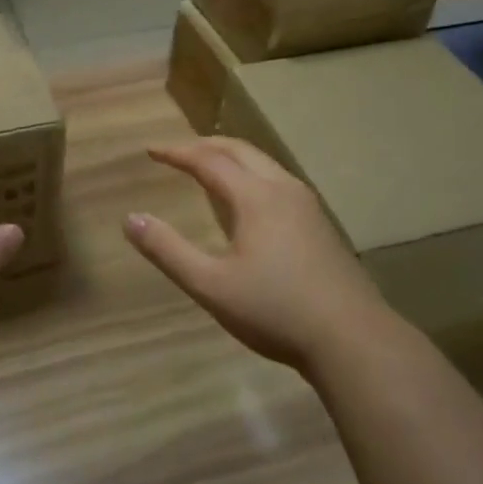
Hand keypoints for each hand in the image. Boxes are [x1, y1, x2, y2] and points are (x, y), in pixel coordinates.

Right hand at [123, 138, 396, 374]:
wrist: (351, 338)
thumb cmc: (275, 311)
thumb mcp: (211, 286)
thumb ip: (168, 251)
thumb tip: (131, 218)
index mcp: (255, 197)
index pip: (208, 160)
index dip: (177, 152)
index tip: (151, 150)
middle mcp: (283, 189)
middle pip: (240, 151)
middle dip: (205, 145)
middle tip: (176, 152)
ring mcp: (307, 205)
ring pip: (264, 164)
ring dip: (231, 157)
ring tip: (208, 167)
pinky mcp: (320, 224)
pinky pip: (278, 181)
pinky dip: (251, 174)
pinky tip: (248, 202)